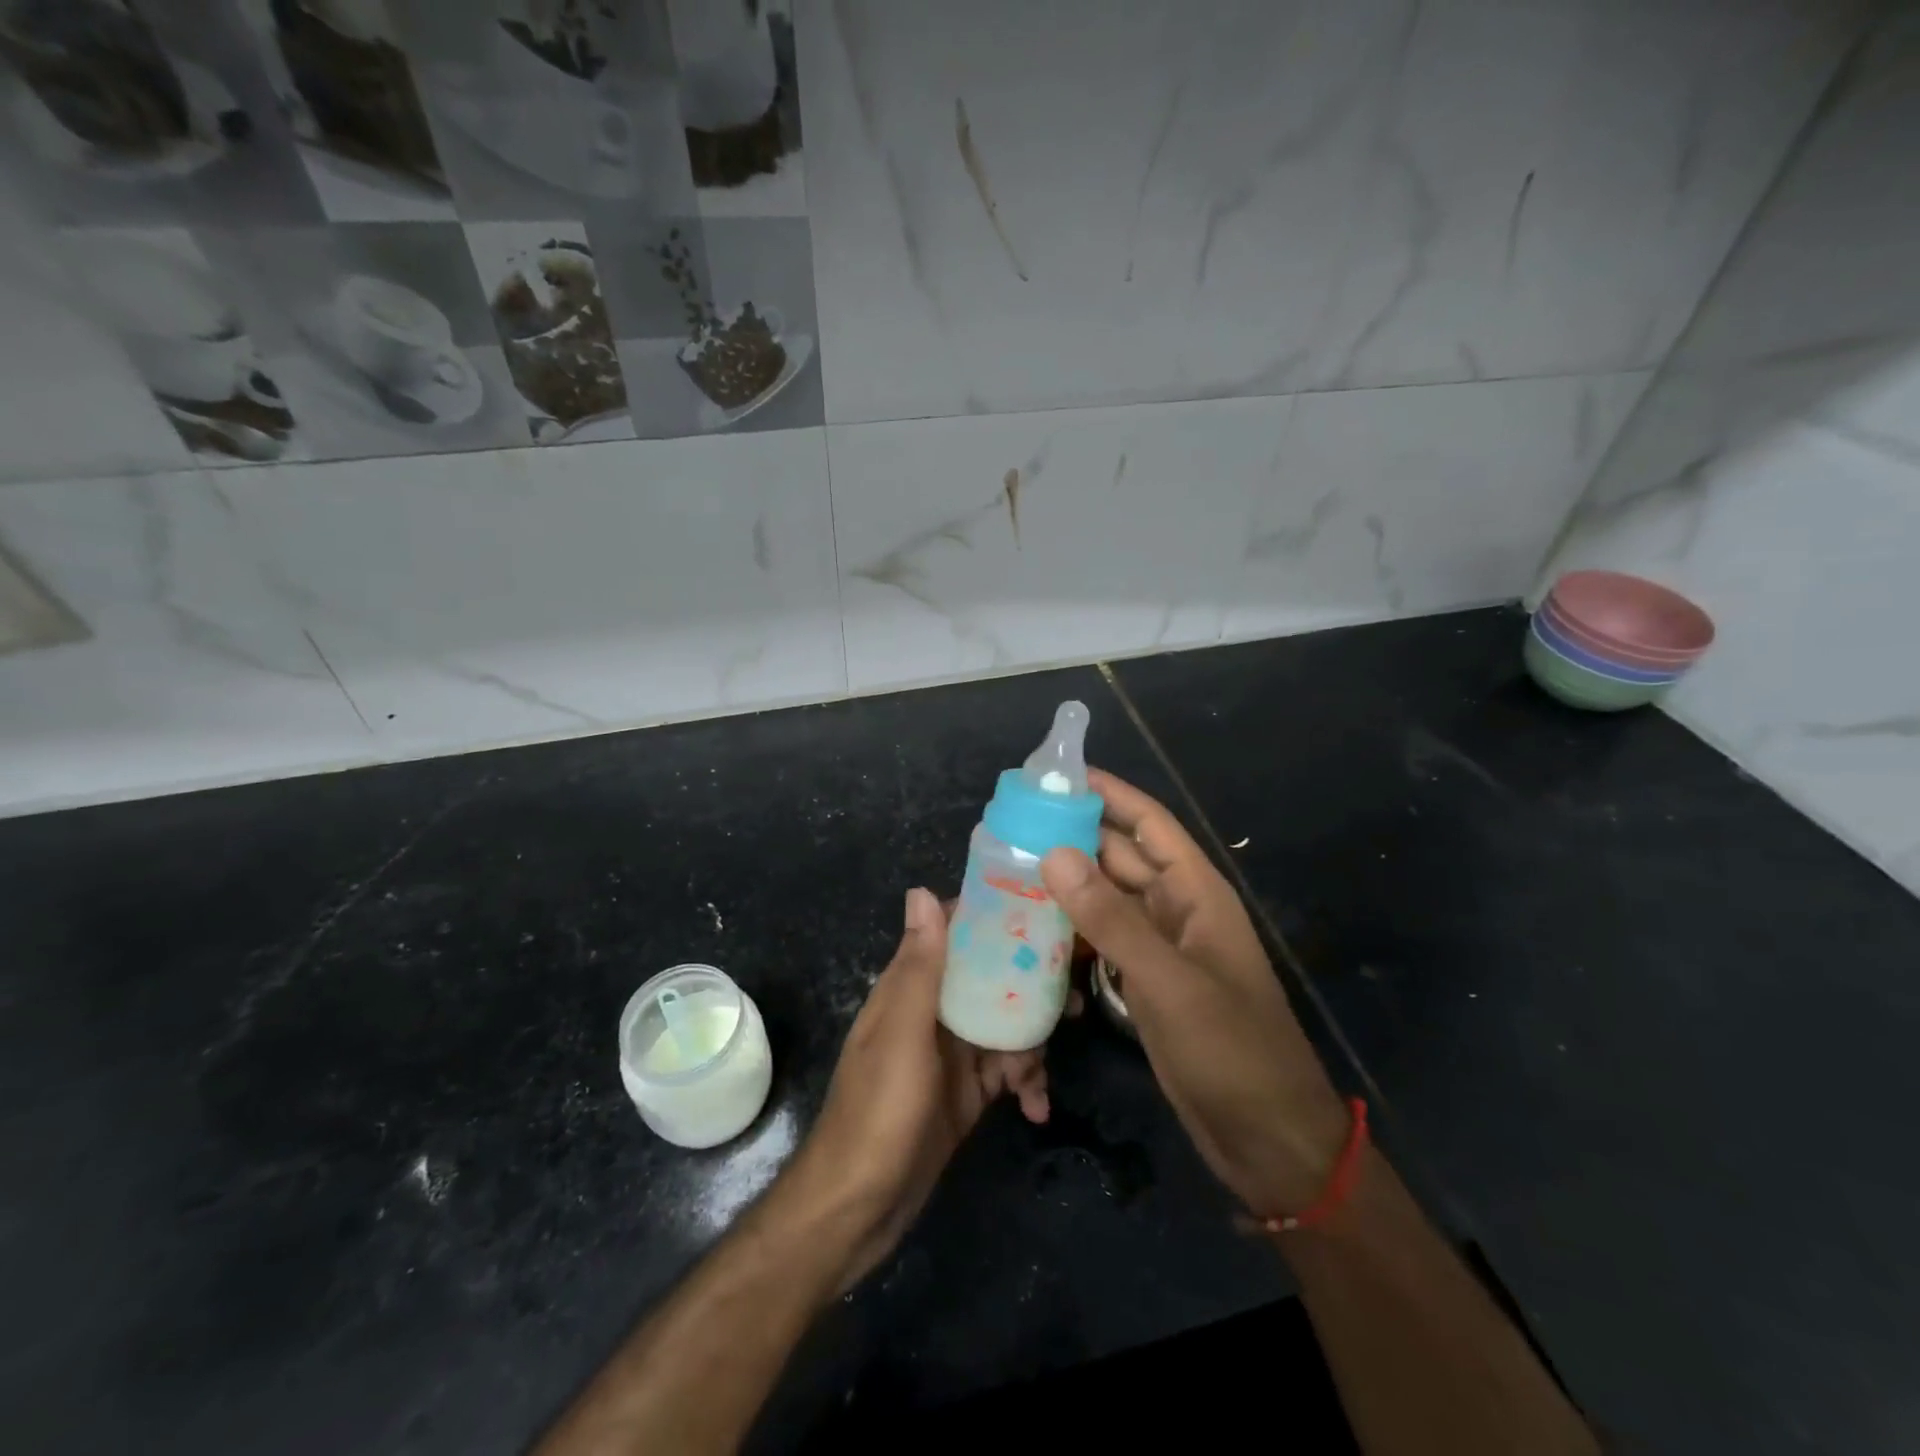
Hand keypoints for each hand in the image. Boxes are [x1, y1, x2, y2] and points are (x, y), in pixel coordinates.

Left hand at [782, 887, 1050, 1286]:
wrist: (861, 1207)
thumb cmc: (879, 1111)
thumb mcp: (902, 1034)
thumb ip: (918, 966)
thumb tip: (921, 890)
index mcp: (911, 986)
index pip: (954, 933)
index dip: (994, 918)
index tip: (1042, 914)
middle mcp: (934, 1010)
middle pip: (991, 977)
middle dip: (1031, 987)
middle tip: (1071, 1001)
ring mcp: (953, 1052)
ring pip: (1007, 1023)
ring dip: (1032, 1044)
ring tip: (1040, 1074)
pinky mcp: (969, 1091)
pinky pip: (1008, 1070)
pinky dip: (1026, 1083)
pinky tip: (1036, 1108)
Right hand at [1041, 770, 1348, 1218]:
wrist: (1267, 1140)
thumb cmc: (1231, 1050)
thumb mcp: (1168, 980)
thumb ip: (1110, 918)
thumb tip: (1053, 853)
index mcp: (1196, 892)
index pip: (1148, 823)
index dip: (1108, 793)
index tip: (1056, 775)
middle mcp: (1177, 909)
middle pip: (1120, 856)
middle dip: (1073, 835)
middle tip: (1011, 822)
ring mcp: (1160, 948)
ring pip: (1106, 898)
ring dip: (1066, 882)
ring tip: (1007, 866)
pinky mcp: (1145, 982)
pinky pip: (1103, 939)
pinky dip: (1072, 929)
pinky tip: (1030, 926)